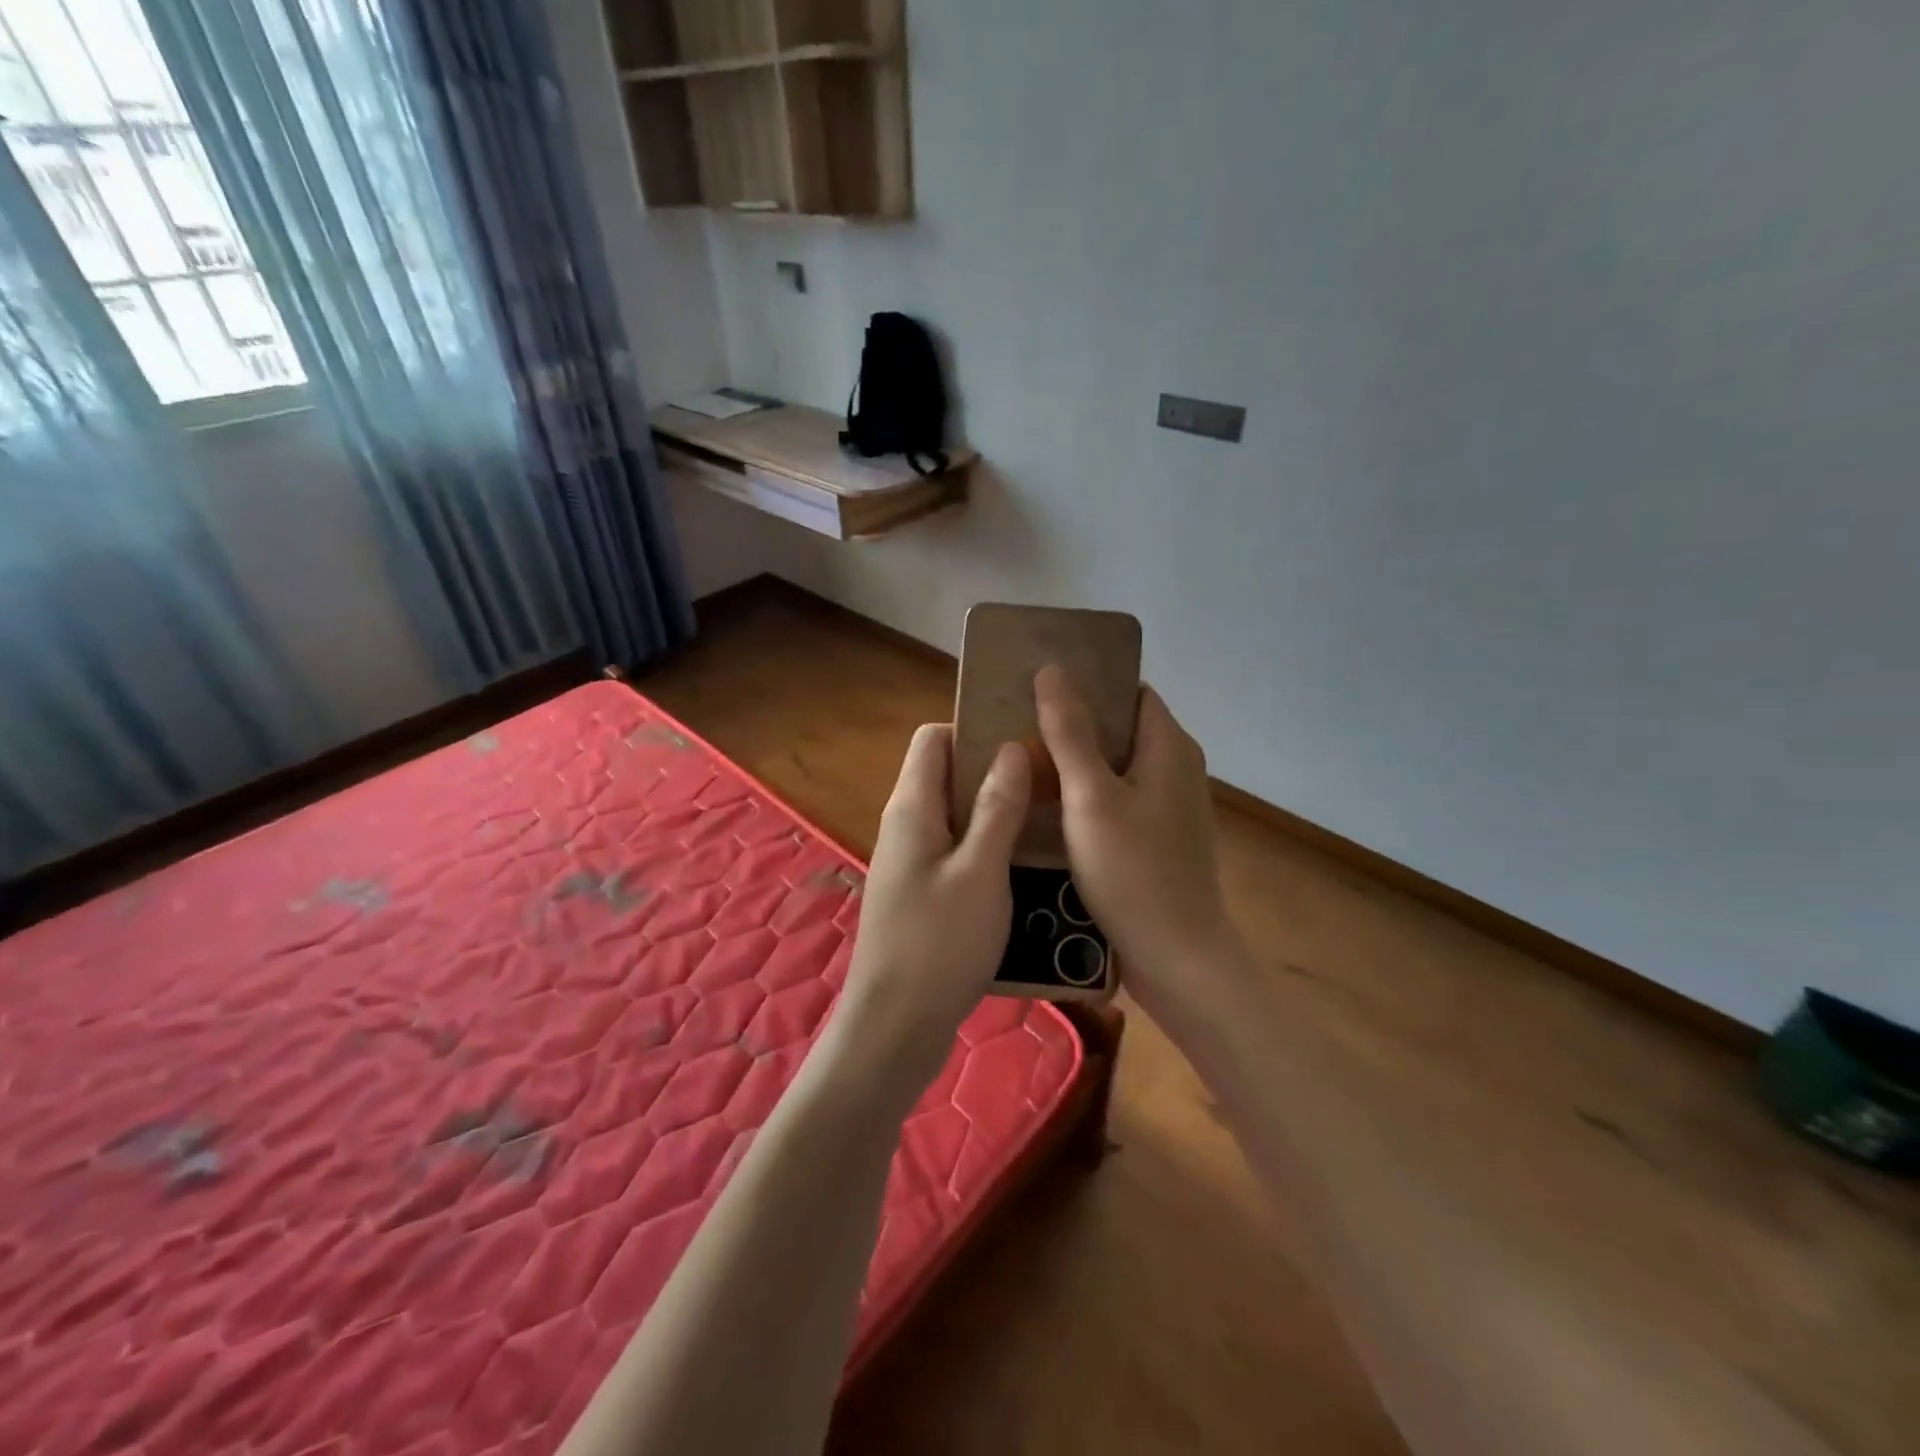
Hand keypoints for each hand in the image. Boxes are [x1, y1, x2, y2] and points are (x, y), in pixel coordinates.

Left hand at [829, 724, 1030, 1097]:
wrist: (895, 1026)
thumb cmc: (939, 944)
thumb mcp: (980, 871)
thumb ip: (997, 808)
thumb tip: (1010, 748)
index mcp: (912, 808)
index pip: (934, 738)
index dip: (975, 731)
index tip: (1023, 742)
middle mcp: (905, 825)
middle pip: (947, 774)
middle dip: (995, 771)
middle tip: (1049, 782)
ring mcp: (911, 861)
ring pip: (956, 815)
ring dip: (996, 812)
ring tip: (1048, 820)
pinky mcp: (921, 892)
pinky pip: (956, 850)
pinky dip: (987, 847)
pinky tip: (1025, 865)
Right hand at [1034, 665, 1239, 1014]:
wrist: (1176, 959)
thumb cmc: (1133, 872)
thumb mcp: (1092, 798)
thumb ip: (1070, 733)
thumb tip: (1051, 670)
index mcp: (1169, 747)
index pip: (1129, 691)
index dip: (1088, 681)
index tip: (1038, 683)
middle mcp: (1176, 768)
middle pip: (1120, 727)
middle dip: (1073, 721)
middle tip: (1017, 721)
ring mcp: (1168, 806)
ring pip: (1115, 766)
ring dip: (1075, 759)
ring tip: (1022, 758)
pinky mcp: (1157, 838)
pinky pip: (1117, 798)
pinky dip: (1085, 793)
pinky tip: (1047, 805)